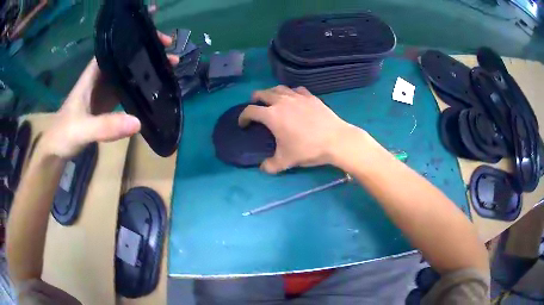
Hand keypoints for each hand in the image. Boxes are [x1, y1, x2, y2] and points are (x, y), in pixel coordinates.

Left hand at [41, 32, 179, 158]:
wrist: (57, 149)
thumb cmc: (63, 134)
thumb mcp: (82, 129)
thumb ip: (105, 126)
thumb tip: (138, 122)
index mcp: (93, 74)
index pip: (115, 48)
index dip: (135, 39)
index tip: (157, 38)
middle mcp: (101, 77)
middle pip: (126, 58)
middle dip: (147, 52)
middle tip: (171, 53)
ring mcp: (105, 90)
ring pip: (129, 73)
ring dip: (147, 69)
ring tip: (170, 67)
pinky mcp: (109, 103)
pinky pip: (128, 89)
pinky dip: (141, 87)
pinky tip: (154, 89)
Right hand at [239, 86, 365, 173]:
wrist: (335, 140)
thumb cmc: (307, 149)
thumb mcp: (286, 161)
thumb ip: (270, 165)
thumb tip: (262, 168)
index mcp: (271, 115)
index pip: (250, 111)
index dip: (243, 117)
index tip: (243, 124)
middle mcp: (281, 101)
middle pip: (262, 93)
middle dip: (255, 99)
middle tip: (255, 106)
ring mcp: (297, 97)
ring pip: (279, 88)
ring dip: (271, 93)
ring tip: (272, 100)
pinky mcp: (310, 96)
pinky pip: (296, 89)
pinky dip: (290, 92)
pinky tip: (293, 99)